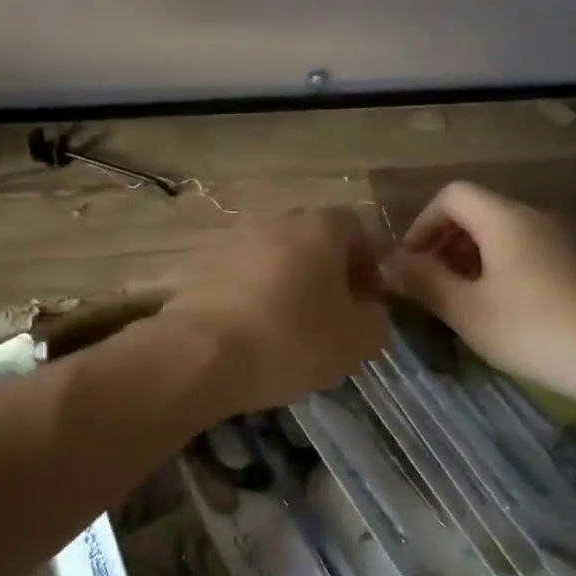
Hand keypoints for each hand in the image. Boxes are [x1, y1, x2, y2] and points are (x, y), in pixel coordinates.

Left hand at [163, 208, 389, 416]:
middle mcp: (275, 221)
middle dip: (327, 275)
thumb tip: (370, 312)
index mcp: (319, 227)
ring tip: (289, 331)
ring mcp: (231, 241)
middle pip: (312, 242)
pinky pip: (240, 280)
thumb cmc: (292, 339)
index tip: (367, 301)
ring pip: (274, 261)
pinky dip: (252, 300)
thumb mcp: (357, 341)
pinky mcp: (198, 268)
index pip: (356, 228)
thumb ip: (377, 321)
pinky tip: (253, 336)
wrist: (201, 354)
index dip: (368, 263)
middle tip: (331, 317)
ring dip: (287, 287)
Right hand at [383, 182, 575, 397]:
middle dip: (443, 245)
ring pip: (500, 237)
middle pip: (476, 213)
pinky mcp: (574, 267)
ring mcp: (558, 241)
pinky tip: (496, 313)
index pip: (451, 195)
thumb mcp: (466, 309)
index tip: (410, 266)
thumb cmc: (533, 329)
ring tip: (456, 305)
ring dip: (468, 262)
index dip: (421, 224)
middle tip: (427, 289)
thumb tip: (391, 263)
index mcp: (503, 218)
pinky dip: (496, 272)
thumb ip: (424, 281)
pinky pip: (522, 255)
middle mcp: (532, 218)